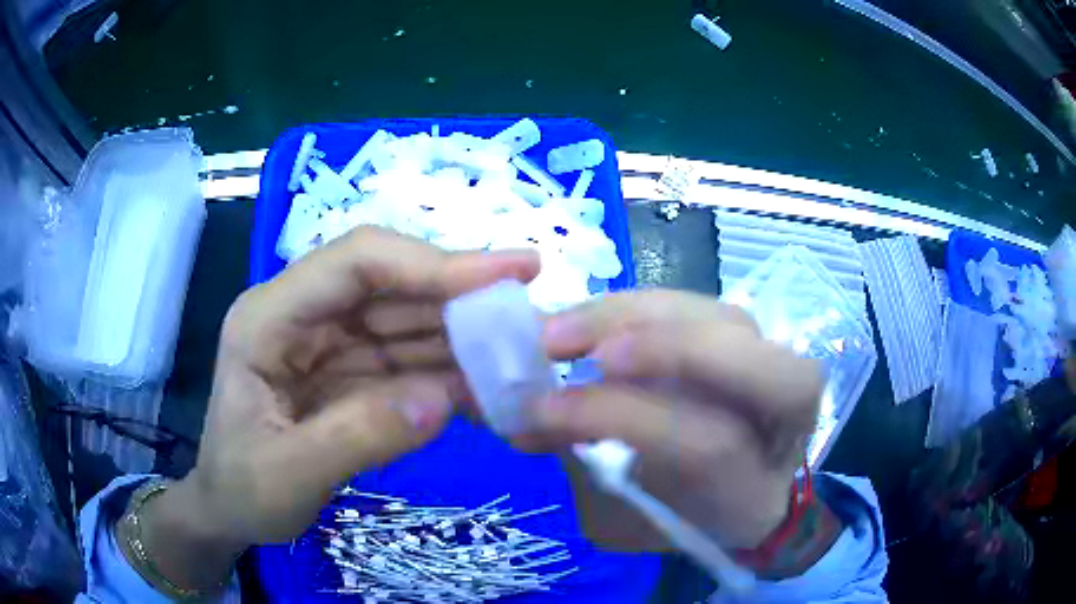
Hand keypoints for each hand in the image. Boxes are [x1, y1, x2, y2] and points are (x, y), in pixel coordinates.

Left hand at [135, 227, 538, 589]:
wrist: (229, 511)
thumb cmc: (240, 490)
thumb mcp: (287, 476)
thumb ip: (357, 437)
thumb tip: (443, 400)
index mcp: (269, 318)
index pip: (356, 262)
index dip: (431, 261)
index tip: (507, 275)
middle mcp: (303, 315)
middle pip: (392, 286)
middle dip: (462, 300)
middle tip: (533, 318)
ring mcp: (330, 343)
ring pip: (409, 323)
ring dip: (465, 342)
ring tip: (523, 362)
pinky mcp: (352, 372)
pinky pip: (410, 363)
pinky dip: (451, 376)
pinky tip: (490, 392)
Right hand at [517, 290, 823, 550]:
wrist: (736, 493)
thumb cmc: (677, 517)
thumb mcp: (627, 519)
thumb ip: (584, 469)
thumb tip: (520, 416)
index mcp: (758, 492)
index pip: (709, 444)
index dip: (627, 419)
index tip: (544, 411)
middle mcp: (786, 424)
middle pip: (755, 367)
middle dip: (662, 349)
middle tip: (565, 347)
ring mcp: (773, 367)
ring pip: (720, 319)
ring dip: (633, 314)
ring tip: (562, 327)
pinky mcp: (747, 338)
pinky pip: (698, 307)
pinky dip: (638, 307)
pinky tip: (590, 320)